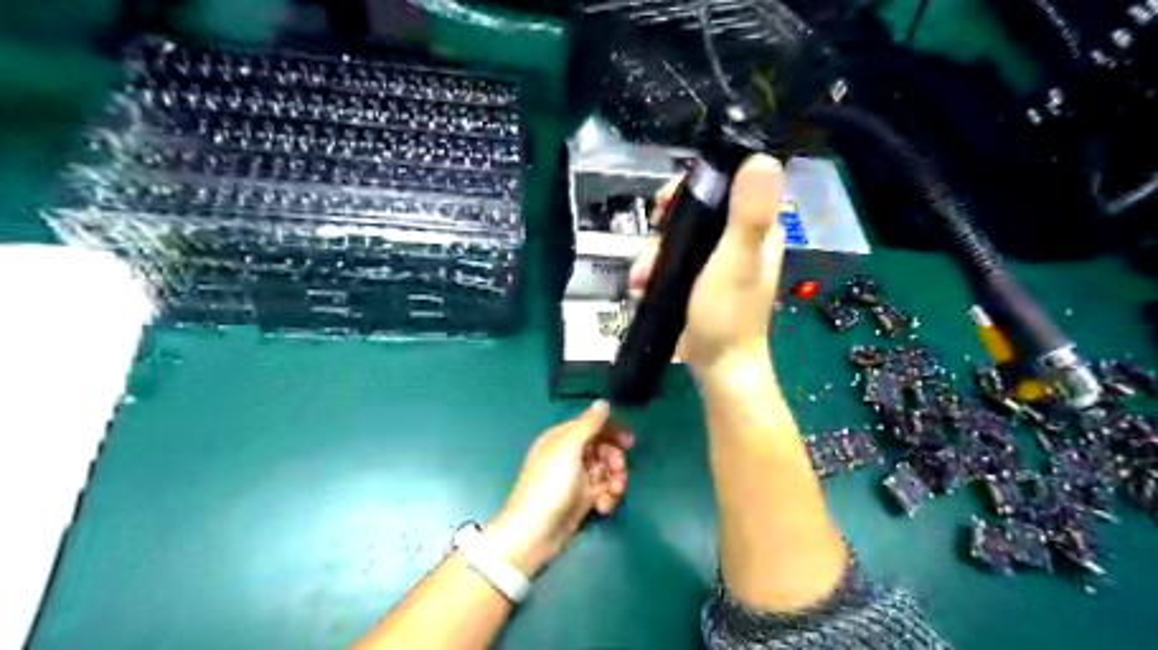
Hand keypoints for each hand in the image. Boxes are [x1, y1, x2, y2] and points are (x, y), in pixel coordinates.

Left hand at [485, 404, 637, 575]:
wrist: (534, 532)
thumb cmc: (550, 484)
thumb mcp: (569, 448)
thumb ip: (588, 424)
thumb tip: (603, 402)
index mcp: (561, 438)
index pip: (591, 426)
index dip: (610, 431)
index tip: (628, 441)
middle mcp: (568, 455)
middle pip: (602, 449)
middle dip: (614, 458)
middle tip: (618, 470)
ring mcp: (575, 479)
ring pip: (605, 471)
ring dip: (614, 480)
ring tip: (612, 492)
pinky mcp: (581, 500)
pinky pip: (602, 491)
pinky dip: (607, 497)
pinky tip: (603, 507)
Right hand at [633, 152, 786, 374]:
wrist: (718, 365)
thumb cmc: (728, 313)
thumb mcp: (738, 259)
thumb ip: (749, 213)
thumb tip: (762, 159)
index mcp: (757, 228)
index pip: (725, 186)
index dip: (693, 187)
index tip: (666, 203)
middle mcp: (736, 240)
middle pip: (693, 213)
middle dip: (664, 228)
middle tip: (650, 245)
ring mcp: (714, 262)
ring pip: (676, 239)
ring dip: (652, 255)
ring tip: (640, 277)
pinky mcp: (696, 282)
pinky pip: (670, 264)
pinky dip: (653, 272)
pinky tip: (641, 287)